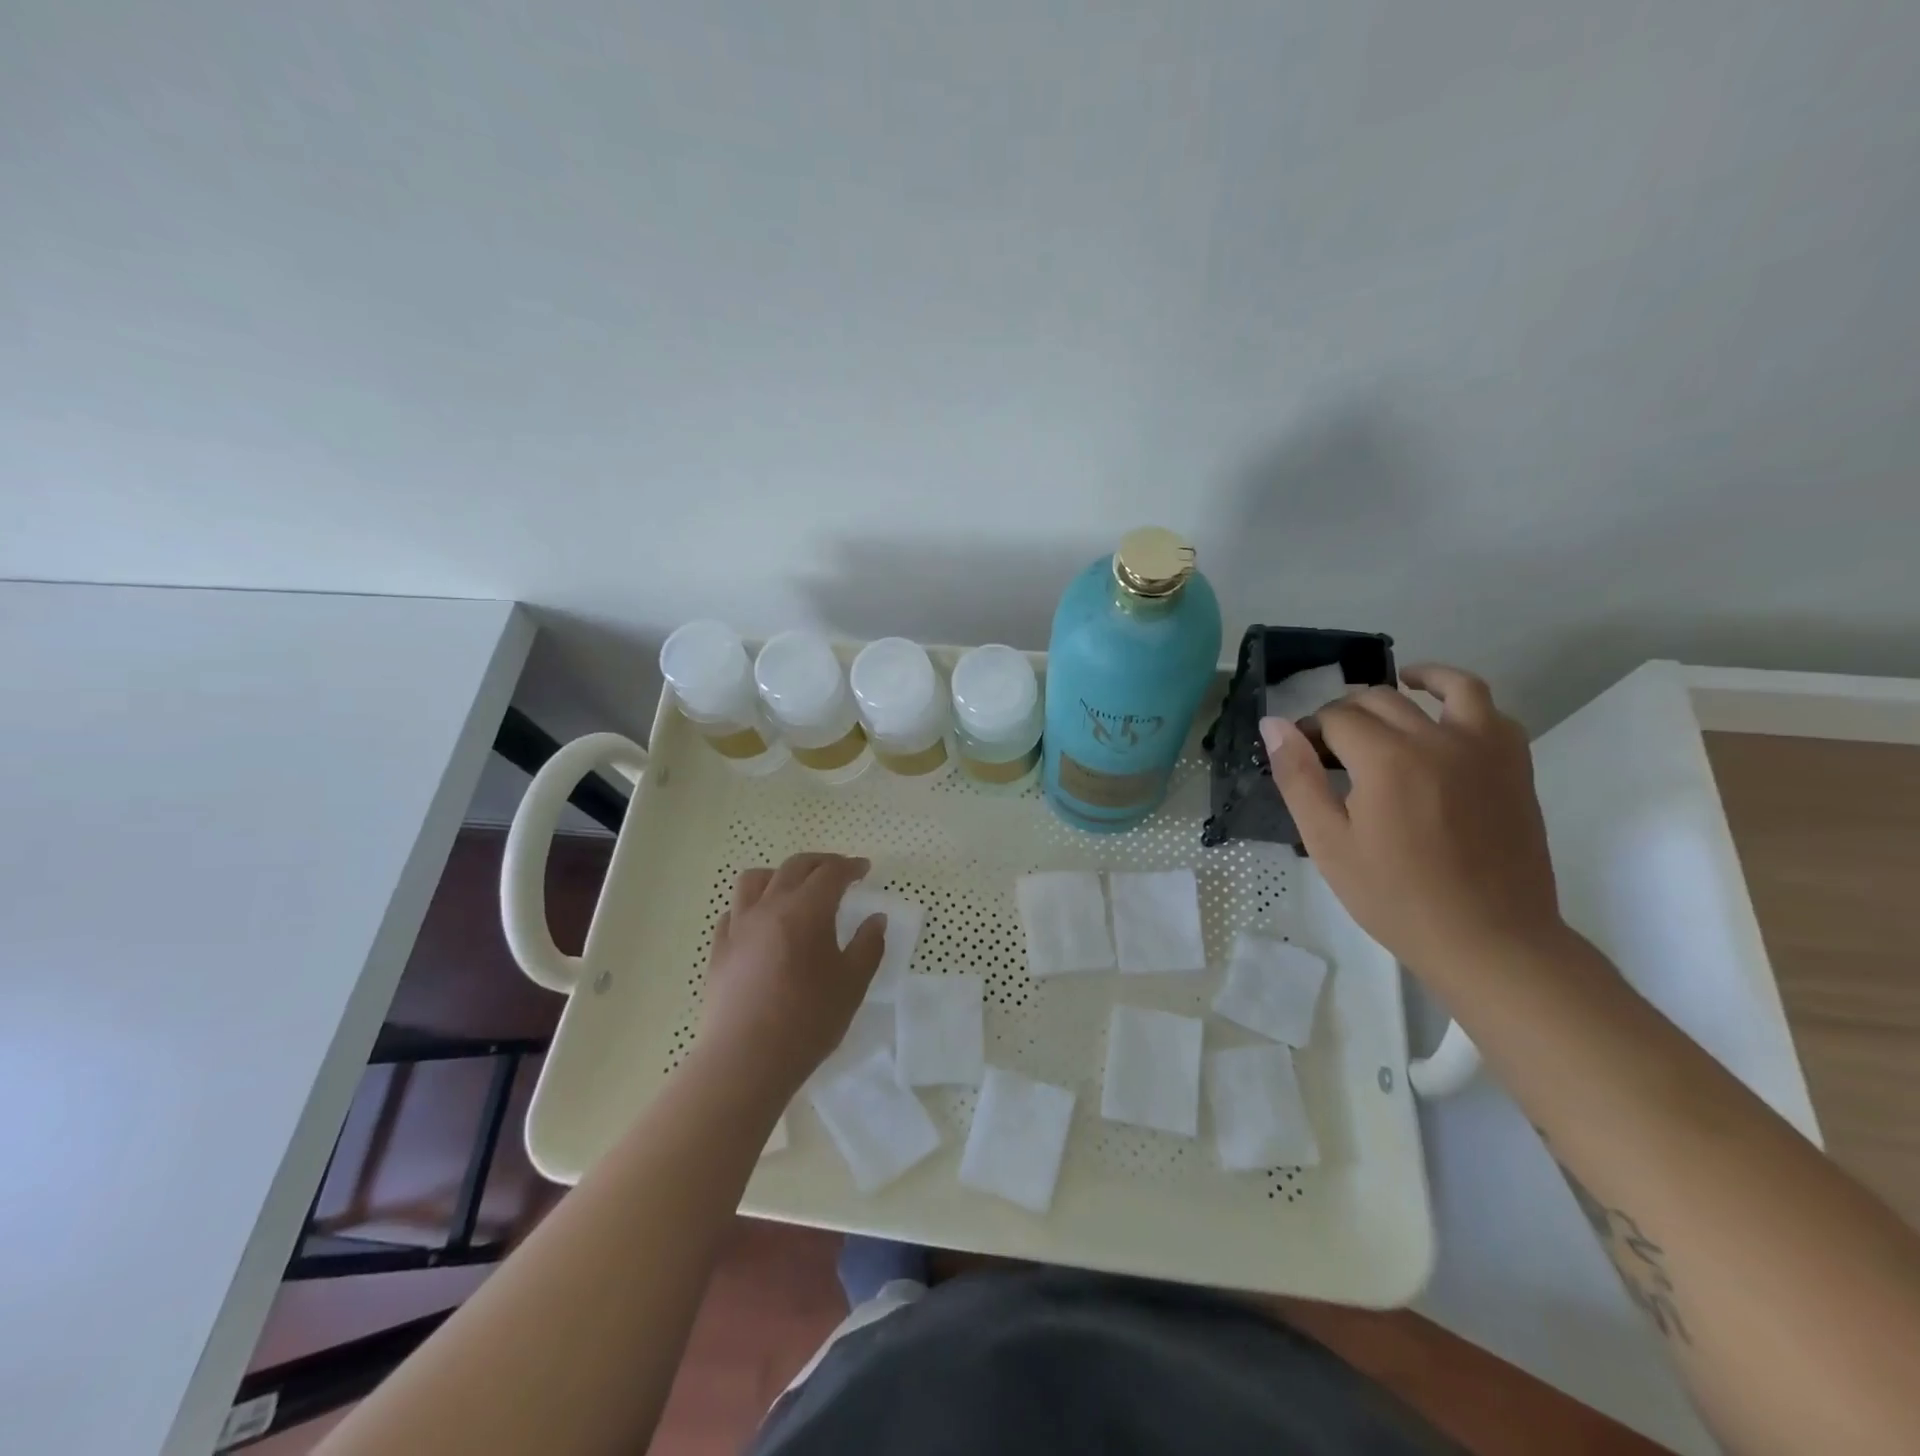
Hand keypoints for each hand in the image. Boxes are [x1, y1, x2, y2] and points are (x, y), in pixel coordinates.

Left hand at [695, 853, 885, 1096]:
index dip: (850, 866)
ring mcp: (738, 926)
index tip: (864, 869)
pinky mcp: (719, 948)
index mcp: (806, 910)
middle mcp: (769, 906)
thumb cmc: (807, 1021)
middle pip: (795, 867)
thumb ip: (868, 946)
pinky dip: (752, 905)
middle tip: (838, 872)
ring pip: (755, 879)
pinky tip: (761, 922)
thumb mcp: (852, 985)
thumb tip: (876, 919)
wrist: (745, 1061)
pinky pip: (734, 911)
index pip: (831, 873)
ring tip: (794, 889)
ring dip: (780, 875)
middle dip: (820, 863)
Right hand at [1261, 664, 1564, 980]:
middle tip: (1331, 745)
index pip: (1337, 718)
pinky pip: (1492, 712)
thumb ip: (1299, 778)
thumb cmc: (1395, 897)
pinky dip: (1464, 702)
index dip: (1310, 729)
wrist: (1489, 939)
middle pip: (1381, 699)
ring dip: (1415, 680)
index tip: (1301, 754)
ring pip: (1449, 687)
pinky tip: (1445, 720)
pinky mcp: (1515, 765)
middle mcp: (1438, 739)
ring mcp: (1485, 749)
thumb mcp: (1328, 844)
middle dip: (1346, 711)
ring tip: (1397, 687)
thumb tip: (1274, 725)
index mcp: (1386, 760)